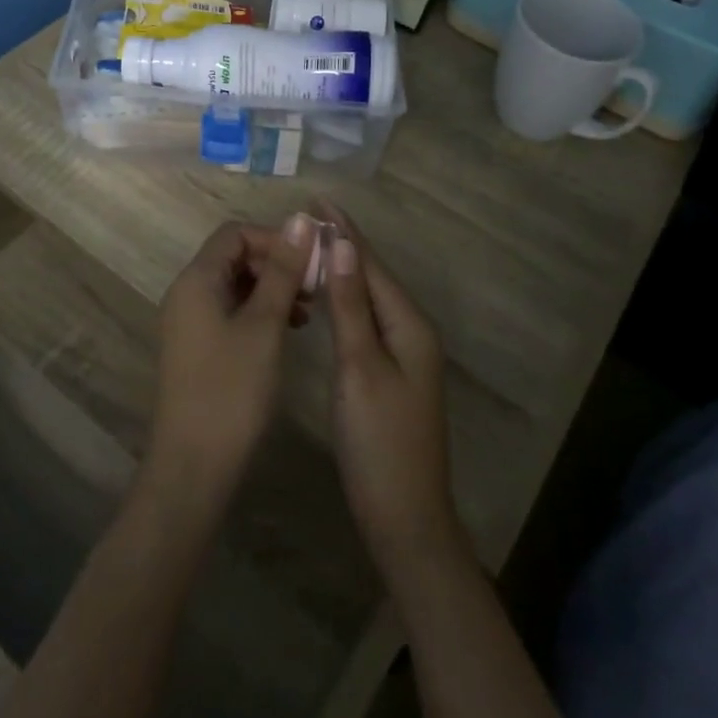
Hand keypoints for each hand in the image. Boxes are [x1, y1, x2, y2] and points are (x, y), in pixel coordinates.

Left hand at [140, 214, 317, 530]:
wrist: (193, 466)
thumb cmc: (232, 390)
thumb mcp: (264, 326)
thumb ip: (282, 271)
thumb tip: (301, 220)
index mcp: (196, 280)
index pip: (235, 233)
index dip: (274, 239)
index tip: (311, 262)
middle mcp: (187, 293)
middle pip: (234, 257)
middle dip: (275, 264)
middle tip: (314, 288)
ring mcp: (189, 322)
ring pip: (235, 286)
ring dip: (271, 289)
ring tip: (307, 312)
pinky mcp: (198, 348)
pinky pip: (230, 312)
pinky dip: (259, 312)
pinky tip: (288, 332)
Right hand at [319, 204, 466, 582]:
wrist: (404, 518)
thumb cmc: (379, 441)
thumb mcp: (360, 367)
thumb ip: (351, 306)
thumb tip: (345, 245)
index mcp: (409, 325)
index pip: (371, 265)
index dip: (345, 232)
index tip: (318, 200)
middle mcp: (412, 332)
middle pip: (373, 277)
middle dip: (343, 246)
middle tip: (305, 220)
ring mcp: (404, 355)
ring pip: (369, 299)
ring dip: (343, 271)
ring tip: (310, 248)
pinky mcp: (391, 374)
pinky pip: (366, 321)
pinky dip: (345, 302)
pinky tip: (326, 299)